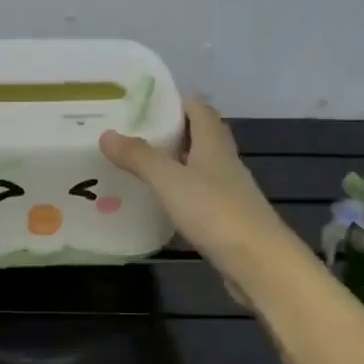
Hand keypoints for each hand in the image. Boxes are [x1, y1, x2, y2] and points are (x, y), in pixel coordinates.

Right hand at [100, 98, 306, 302]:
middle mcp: (224, 162)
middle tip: (135, 137)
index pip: (199, 109)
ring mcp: (228, 192)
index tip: (143, 106)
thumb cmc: (214, 212)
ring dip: (176, 165)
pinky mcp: (226, 220)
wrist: (257, 261)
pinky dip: (181, 194)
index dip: (175, 102)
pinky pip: (200, 197)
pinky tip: (163, 205)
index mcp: (214, 144)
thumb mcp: (170, 181)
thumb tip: (107, 134)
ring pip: (200, 168)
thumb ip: (139, 158)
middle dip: (171, 133)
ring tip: (141, 168)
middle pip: (200, 137)